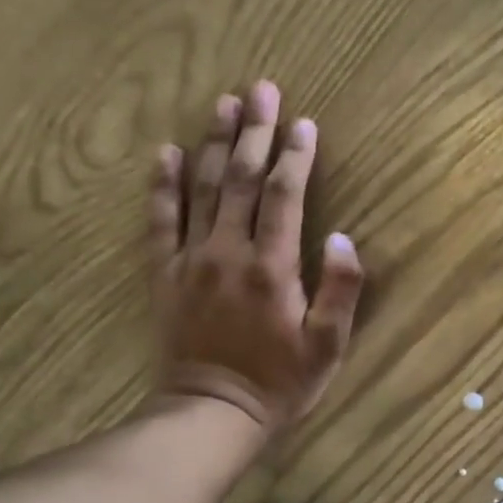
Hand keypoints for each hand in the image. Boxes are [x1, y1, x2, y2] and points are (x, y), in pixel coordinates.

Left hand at [150, 80, 363, 433]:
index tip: (303, 122)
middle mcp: (228, 252)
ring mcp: (191, 260)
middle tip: (261, 89)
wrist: (212, 413)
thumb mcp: (328, 346)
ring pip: (202, 189)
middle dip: (253, 131)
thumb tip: (342, 236)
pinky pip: (160, 221)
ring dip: (213, 143)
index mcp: (272, 267)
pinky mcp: (165, 275)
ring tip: (222, 104)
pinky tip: (166, 154)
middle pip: (240, 179)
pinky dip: (162, 185)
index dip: (295, 156)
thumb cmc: (280, 383)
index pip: (284, 196)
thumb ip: (340, 289)